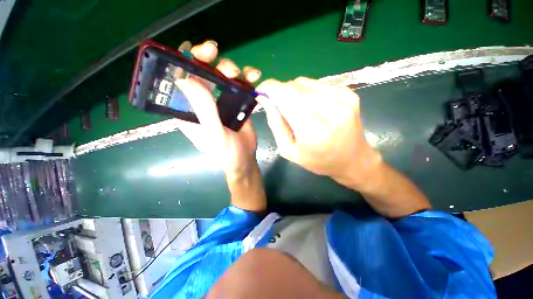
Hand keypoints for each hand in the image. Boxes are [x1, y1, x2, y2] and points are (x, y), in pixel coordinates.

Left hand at [175, 40, 261, 178]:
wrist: (245, 159)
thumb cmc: (226, 153)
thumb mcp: (215, 135)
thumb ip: (204, 112)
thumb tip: (188, 79)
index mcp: (188, 110)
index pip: (178, 80)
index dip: (182, 62)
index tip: (196, 52)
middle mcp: (201, 101)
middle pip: (200, 72)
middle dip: (210, 61)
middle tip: (225, 63)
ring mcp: (219, 100)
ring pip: (220, 74)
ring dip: (231, 68)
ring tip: (243, 74)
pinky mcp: (235, 102)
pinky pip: (239, 84)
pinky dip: (246, 78)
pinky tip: (254, 77)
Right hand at [256, 77, 381, 187]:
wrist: (353, 159)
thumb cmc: (318, 160)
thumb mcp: (289, 150)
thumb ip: (275, 124)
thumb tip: (265, 99)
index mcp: (313, 132)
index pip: (286, 97)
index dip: (269, 88)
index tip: (260, 91)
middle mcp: (330, 111)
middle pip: (294, 87)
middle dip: (279, 91)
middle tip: (276, 103)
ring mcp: (343, 99)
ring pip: (304, 83)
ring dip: (292, 92)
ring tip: (295, 109)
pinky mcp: (349, 93)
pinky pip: (317, 84)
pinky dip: (306, 92)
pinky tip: (310, 106)